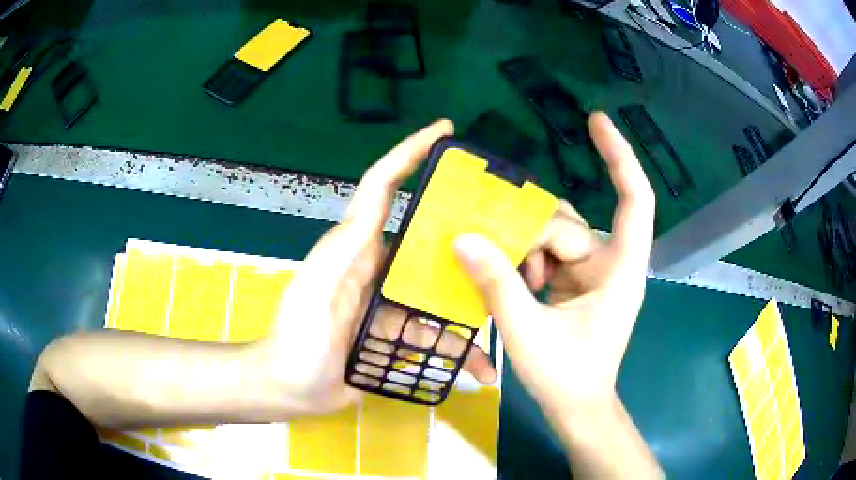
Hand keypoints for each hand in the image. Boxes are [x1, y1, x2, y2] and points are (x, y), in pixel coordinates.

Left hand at [257, 120, 496, 415]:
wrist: (292, 386)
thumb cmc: (298, 336)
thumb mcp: (317, 287)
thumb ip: (343, 251)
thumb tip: (377, 213)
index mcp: (358, 245)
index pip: (385, 186)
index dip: (411, 152)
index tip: (445, 130)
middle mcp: (380, 265)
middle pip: (430, 238)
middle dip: (467, 232)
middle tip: (508, 233)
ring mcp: (392, 300)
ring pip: (441, 291)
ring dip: (471, 304)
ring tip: (507, 310)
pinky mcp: (398, 333)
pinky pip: (436, 332)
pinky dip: (458, 347)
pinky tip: (480, 365)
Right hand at [453, 112, 654, 415]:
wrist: (577, 408)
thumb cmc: (567, 377)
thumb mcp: (527, 332)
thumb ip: (497, 284)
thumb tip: (462, 238)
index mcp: (619, 270)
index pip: (634, 200)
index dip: (619, 156)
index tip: (595, 120)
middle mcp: (609, 263)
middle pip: (569, 222)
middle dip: (531, 237)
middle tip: (502, 264)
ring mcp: (591, 272)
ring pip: (553, 235)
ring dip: (524, 251)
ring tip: (509, 281)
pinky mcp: (575, 283)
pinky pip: (546, 254)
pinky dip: (524, 261)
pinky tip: (512, 281)